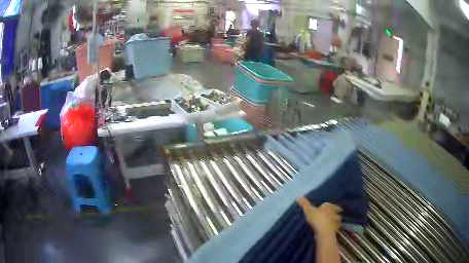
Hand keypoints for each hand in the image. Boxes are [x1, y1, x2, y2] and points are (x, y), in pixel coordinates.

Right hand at [298, 196, 341, 236]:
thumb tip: (299, 196)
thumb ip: (305, 204)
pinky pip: (335, 227)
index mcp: (328, 206)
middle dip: (332, 212)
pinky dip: (333, 227)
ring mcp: (337, 220)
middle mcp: (335, 211)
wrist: (325, 231)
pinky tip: (328, 230)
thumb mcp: (309, 211)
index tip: (322, 208)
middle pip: (334, 210)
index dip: (325, 206)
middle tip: (327, 215)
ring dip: (333, 220)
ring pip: (336, 219)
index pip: (328, 204)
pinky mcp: (337, 229)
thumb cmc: (317, 218)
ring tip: (328, 223)